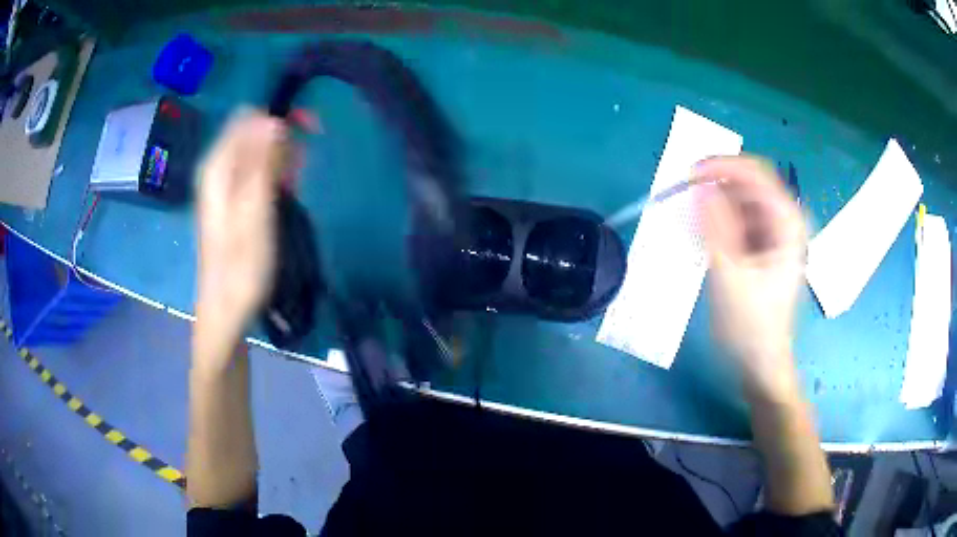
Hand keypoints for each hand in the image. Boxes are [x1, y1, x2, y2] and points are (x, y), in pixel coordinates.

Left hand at [195, 110, 287, 360]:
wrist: (226, 308)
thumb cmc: (241, 265)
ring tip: (293, 185)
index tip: (307, 133)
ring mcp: (223, 185)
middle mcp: (217, 169)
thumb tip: (274, 120)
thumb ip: (262, 163)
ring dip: (281, 160)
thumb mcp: (255, 211)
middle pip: (253, 132)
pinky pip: (256, 172)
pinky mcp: (232, 200)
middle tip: (300, 168)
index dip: (278, 119)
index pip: (249, 117)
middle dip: (282, 140)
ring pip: (257, 152)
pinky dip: (274, 176)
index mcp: (218, 166)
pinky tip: (285, 194)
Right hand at [694, 156, 806, 401]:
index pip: (754, 172)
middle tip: (686, 199)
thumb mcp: (731, 277)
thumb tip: (701, 187)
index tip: (688, 176)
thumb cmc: (751, 327)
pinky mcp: (765, 245)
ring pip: (742, 200)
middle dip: (716, 186)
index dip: (721, 166)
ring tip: (693, 222)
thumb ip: (717, 228)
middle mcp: (785, 219)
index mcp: (787, 222)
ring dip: (716, 204)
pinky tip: (707, 237)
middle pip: (748, 183)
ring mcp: (776, 232)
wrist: (762, 364)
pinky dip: (720, 220)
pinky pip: (740, 219)